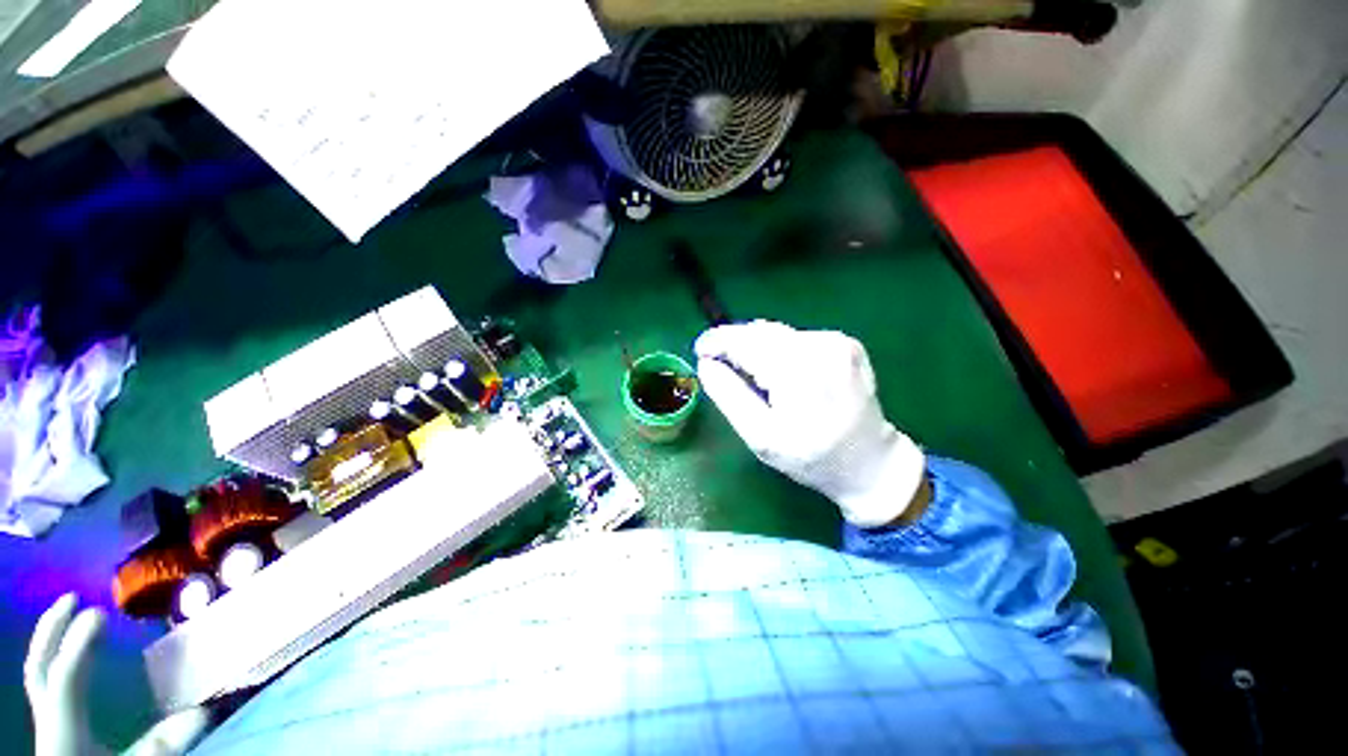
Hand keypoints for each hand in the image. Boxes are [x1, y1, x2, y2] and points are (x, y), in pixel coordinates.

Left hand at [25, 594, 209, 755]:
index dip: (77, 643)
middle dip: (51, 631)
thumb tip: (204, 711)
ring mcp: (50, 722)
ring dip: (52, 642)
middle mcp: (49, 717)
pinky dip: (60, 664)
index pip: (64, 676)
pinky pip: (52, 687)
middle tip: (73, 598)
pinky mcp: (57, 727)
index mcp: (62, 726)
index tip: (101, 611)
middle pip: (40, 668)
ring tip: (71, 616)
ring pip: (41, 676)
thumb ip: (162, 745)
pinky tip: (77, 659)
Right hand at [695, 321, 925, 527]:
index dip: (717, 341)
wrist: (869, 462)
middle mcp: (820, 346)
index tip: (700, 350)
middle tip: (720, 365)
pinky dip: (780, 349)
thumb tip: (706, 363)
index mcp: (798, 371)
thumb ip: (729, 396)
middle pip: (761, 332)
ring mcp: (837, 342)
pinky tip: (780, 371)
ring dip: (757, 346)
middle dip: (735, 344)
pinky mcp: (846, 343)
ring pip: (778, 333)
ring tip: (750, 372)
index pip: (746, 341)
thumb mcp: (760, 436)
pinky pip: (797, 337)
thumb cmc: (810, 456)